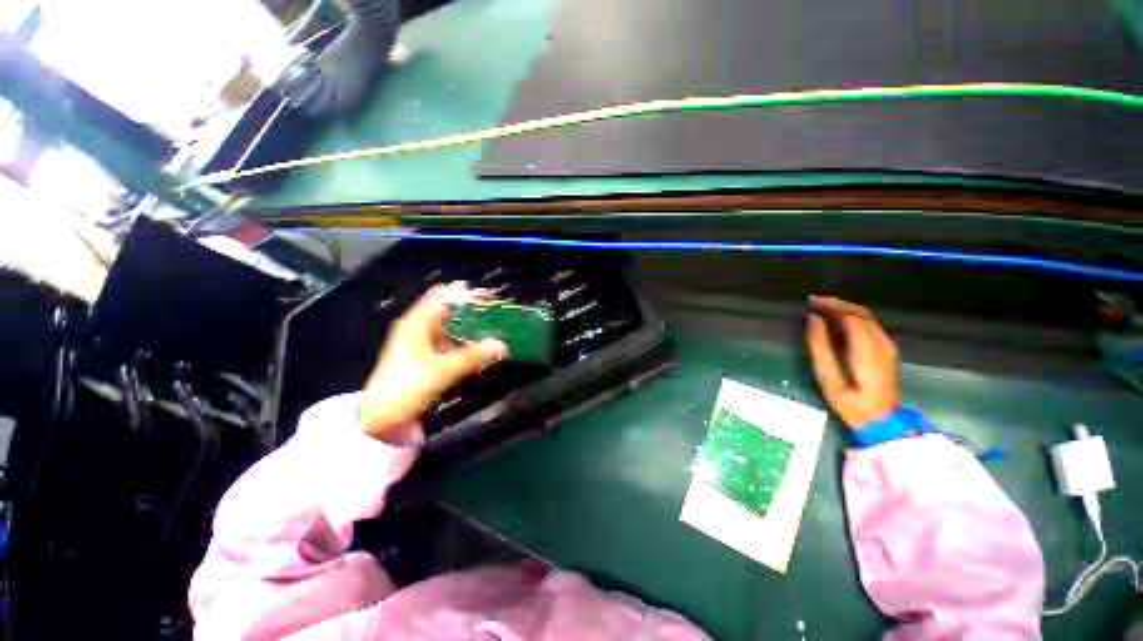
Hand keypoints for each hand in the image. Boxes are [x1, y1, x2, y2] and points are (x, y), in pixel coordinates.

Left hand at [359, 282, 507, 443]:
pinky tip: (471, 342)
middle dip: (468, 306)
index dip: (466, 294)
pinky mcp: (419, 351)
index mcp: (416, 322)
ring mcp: (416, 338)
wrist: (380, 415)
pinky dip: (458, 334)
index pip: (444, 296)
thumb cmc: (406, 387)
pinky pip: (442, 335)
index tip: (488, 298)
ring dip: (464, 321)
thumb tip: (501, 345)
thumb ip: (474, 356)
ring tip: (487, 324)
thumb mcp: (444, 371)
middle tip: (491, 310)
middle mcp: (415, 325)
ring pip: (444, 321)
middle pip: (444, 306)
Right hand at [804, 296, 899, 428]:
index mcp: (867, 347)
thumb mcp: (827, 376)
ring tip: (822, 310)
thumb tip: (812, 320)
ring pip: (866, 317)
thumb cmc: (850, 401)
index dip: (831, 305)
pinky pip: (869, 325)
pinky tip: (837, 323)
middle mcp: (881, 341)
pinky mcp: (886, 350)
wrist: (881, 420)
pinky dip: (852, 318)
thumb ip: (819, 346)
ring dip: (844, 310)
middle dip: (837, 304)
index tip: (810, 301)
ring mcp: (887, 345)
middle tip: (813, 303)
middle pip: (861, 312)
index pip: (851, 315)